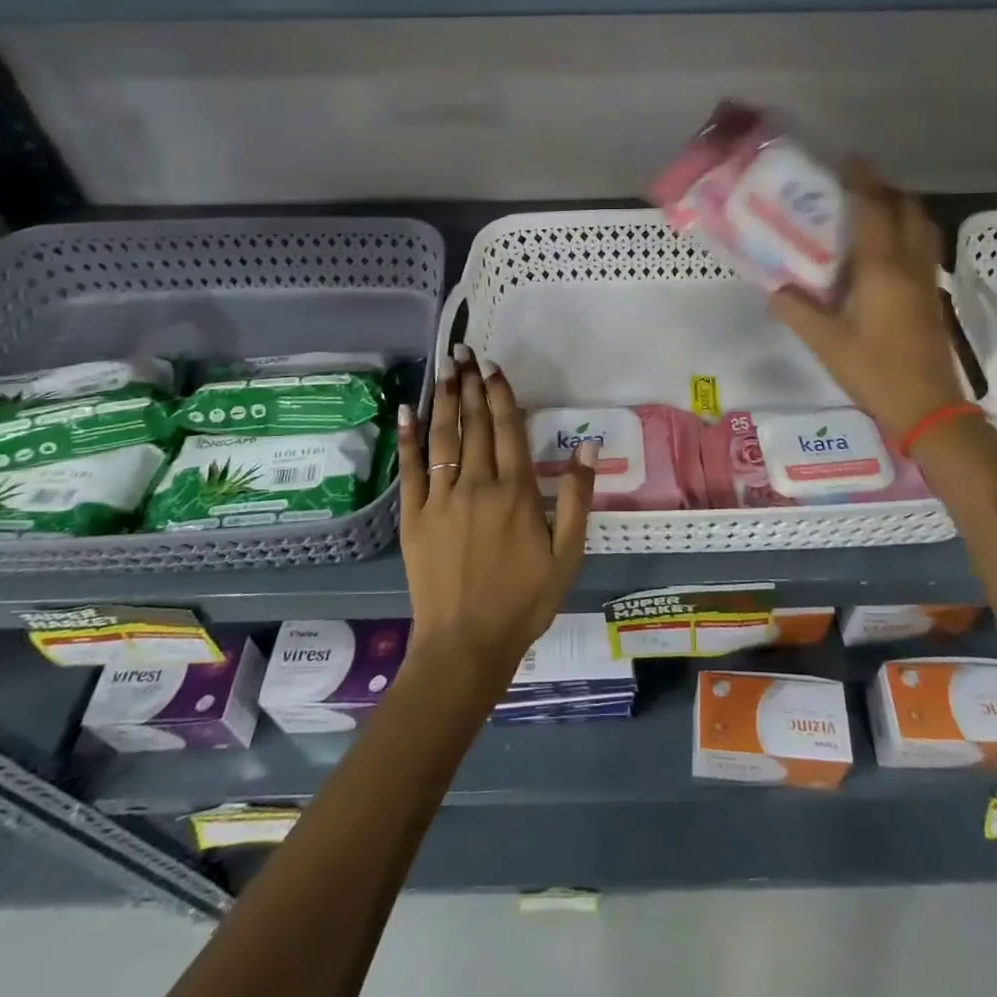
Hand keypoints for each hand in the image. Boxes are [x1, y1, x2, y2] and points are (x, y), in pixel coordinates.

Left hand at [394, 344, 595, 688]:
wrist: (466, 644)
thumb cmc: (524, 600)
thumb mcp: (567, 554)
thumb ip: (577, 497)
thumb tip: (588, 445)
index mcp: (515, 492)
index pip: (508, 429)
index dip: (501, 394)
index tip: (494, 366)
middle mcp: (477, 485)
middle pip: (475, 424)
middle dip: (471, 385)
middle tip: (464, 351)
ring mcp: (441, 499)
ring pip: (444, 437)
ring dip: (445, 399)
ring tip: (445, 367)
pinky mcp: (414, 516)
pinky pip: (411, 469)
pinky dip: (409, 437)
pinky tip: (408, 410)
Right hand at [770, 160, 967, 437]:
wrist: (928, 406)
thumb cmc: (874, 369)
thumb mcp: (825, 341)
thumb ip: (796, 310)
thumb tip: (774, 288)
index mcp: (881, 267)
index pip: (874, 209)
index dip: (861, 180)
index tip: (847, 161)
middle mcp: (909, 263)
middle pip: (906, 208)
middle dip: (884, 189)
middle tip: (855, 187)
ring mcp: (927, 278)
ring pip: (922, 225)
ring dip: (901, 208)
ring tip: (873, 210)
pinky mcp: (933, 295)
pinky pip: (925, 246)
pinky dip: (909, 231)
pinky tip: (888, 250)